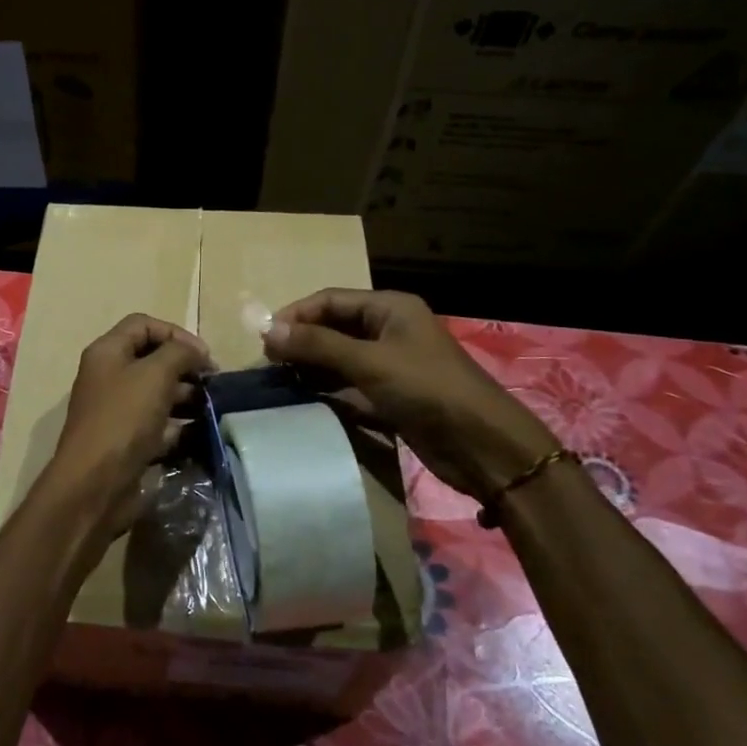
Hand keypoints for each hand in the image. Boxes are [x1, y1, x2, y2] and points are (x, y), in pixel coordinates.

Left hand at [45, 313, 212, 536]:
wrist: (95, 484)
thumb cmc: (123, 419)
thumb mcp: (155, 375)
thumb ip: (179, 353)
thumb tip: (196, 352)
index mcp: (107, 352)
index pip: (143, 325)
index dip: (175, 333)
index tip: (203, 355)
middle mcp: (109, 377)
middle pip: (152, 359)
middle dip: (185, 366)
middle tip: (213, 383)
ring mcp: (117, 410)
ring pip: (157, 393)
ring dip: (186, 396)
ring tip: (211, 407)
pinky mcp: (127, 441)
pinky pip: (157, 424)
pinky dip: (178, 425)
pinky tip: (199, 432)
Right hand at [263, 289, 557, 502]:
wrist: (482, 445)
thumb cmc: (427, 390)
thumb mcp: (369, 362)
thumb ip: (318, 345)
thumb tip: (268, 330)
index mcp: (389, 308)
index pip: (330, 300)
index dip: (296, 315)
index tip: (264, 338)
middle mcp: (389, 330)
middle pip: (333, 327)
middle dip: (301, 341)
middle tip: (268, 363)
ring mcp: (390, 363)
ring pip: (339, 357)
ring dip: (310, 366)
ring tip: (278, 381)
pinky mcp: (390, 394)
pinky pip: (349, 384)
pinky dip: (326, 389)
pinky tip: (303, 398)